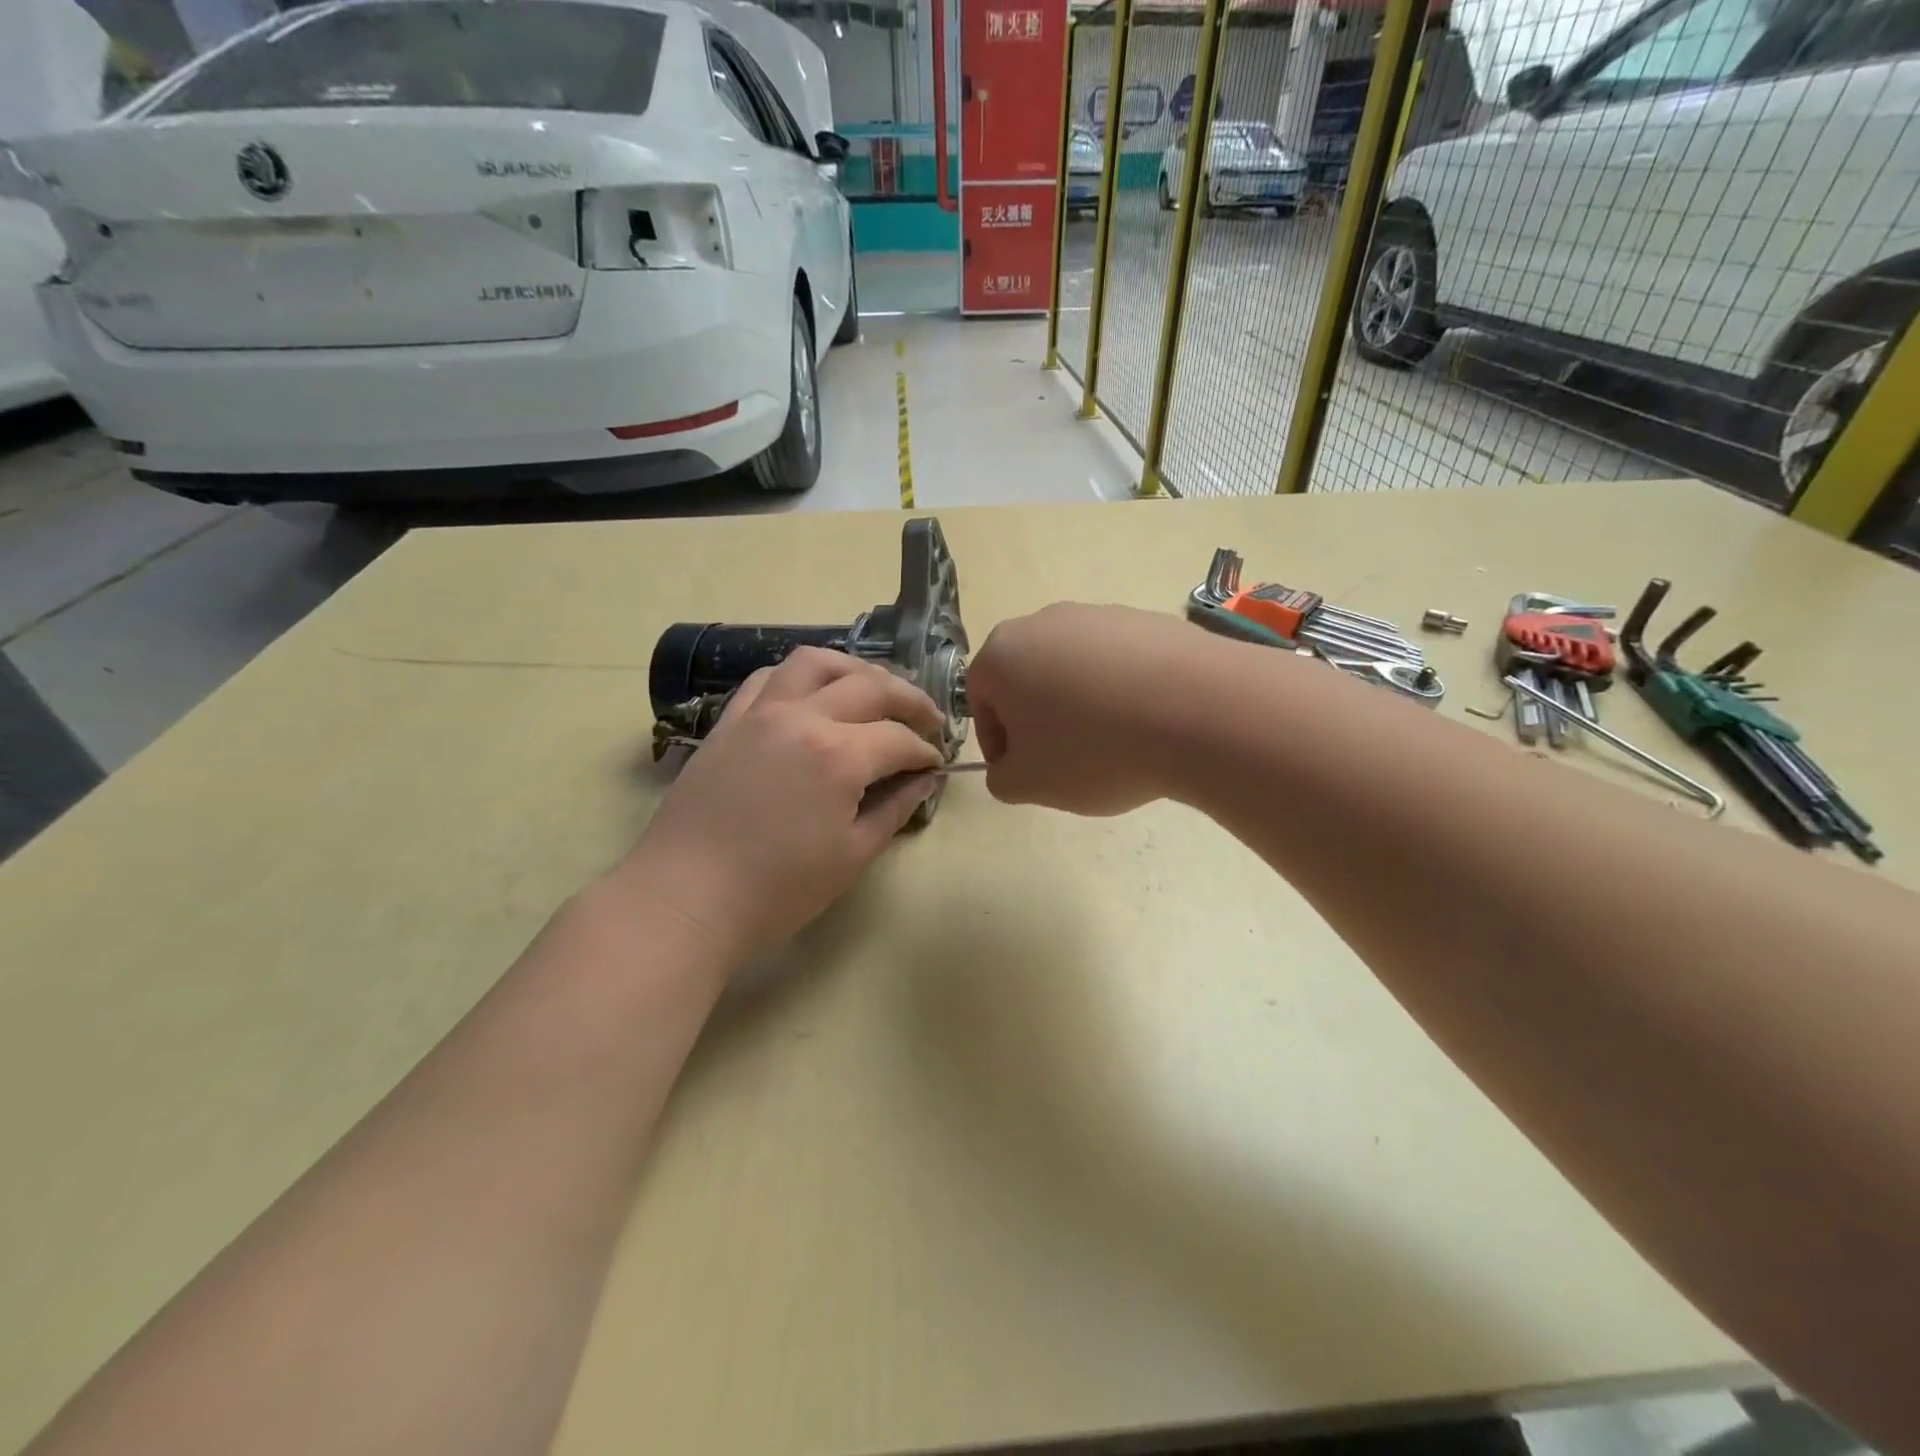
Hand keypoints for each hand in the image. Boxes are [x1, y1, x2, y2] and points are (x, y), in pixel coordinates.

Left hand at [615, 649, 945, 963]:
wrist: (687, 899)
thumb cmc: (777, 890)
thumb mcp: (852, 855)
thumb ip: (895, 809)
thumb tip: (925, 781)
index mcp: (839, 755)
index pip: (899, 739)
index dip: (925, 751)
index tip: (935, 765)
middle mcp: (803, 717)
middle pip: (870, 686)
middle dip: (910, 699)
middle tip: (928, 719)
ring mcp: (760, 713)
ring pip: (816, 663)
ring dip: (855, 670)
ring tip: (873, 690)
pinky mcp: (729, 721)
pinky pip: (769, 678)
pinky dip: (800, 677)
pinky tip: (812, 694)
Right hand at [966, 603, 1201, 815]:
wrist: (1199, 712)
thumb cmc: (1094, 750)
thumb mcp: (1030, 784)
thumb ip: (1001, 779)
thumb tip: (1009, 768)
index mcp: (1003, 654)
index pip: (979, 699)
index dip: (996, 741)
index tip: (1023, 771)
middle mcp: (1045, 622)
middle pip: (1027, 676)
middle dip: (1038, 718)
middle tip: (1064, 759)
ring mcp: (1100, 614)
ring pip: (1074, 667)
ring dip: (1080, 703)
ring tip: (1113, 742)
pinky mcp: (1148, 619)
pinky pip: (1119, 662)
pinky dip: (1122, 690)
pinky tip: (1148, 721)